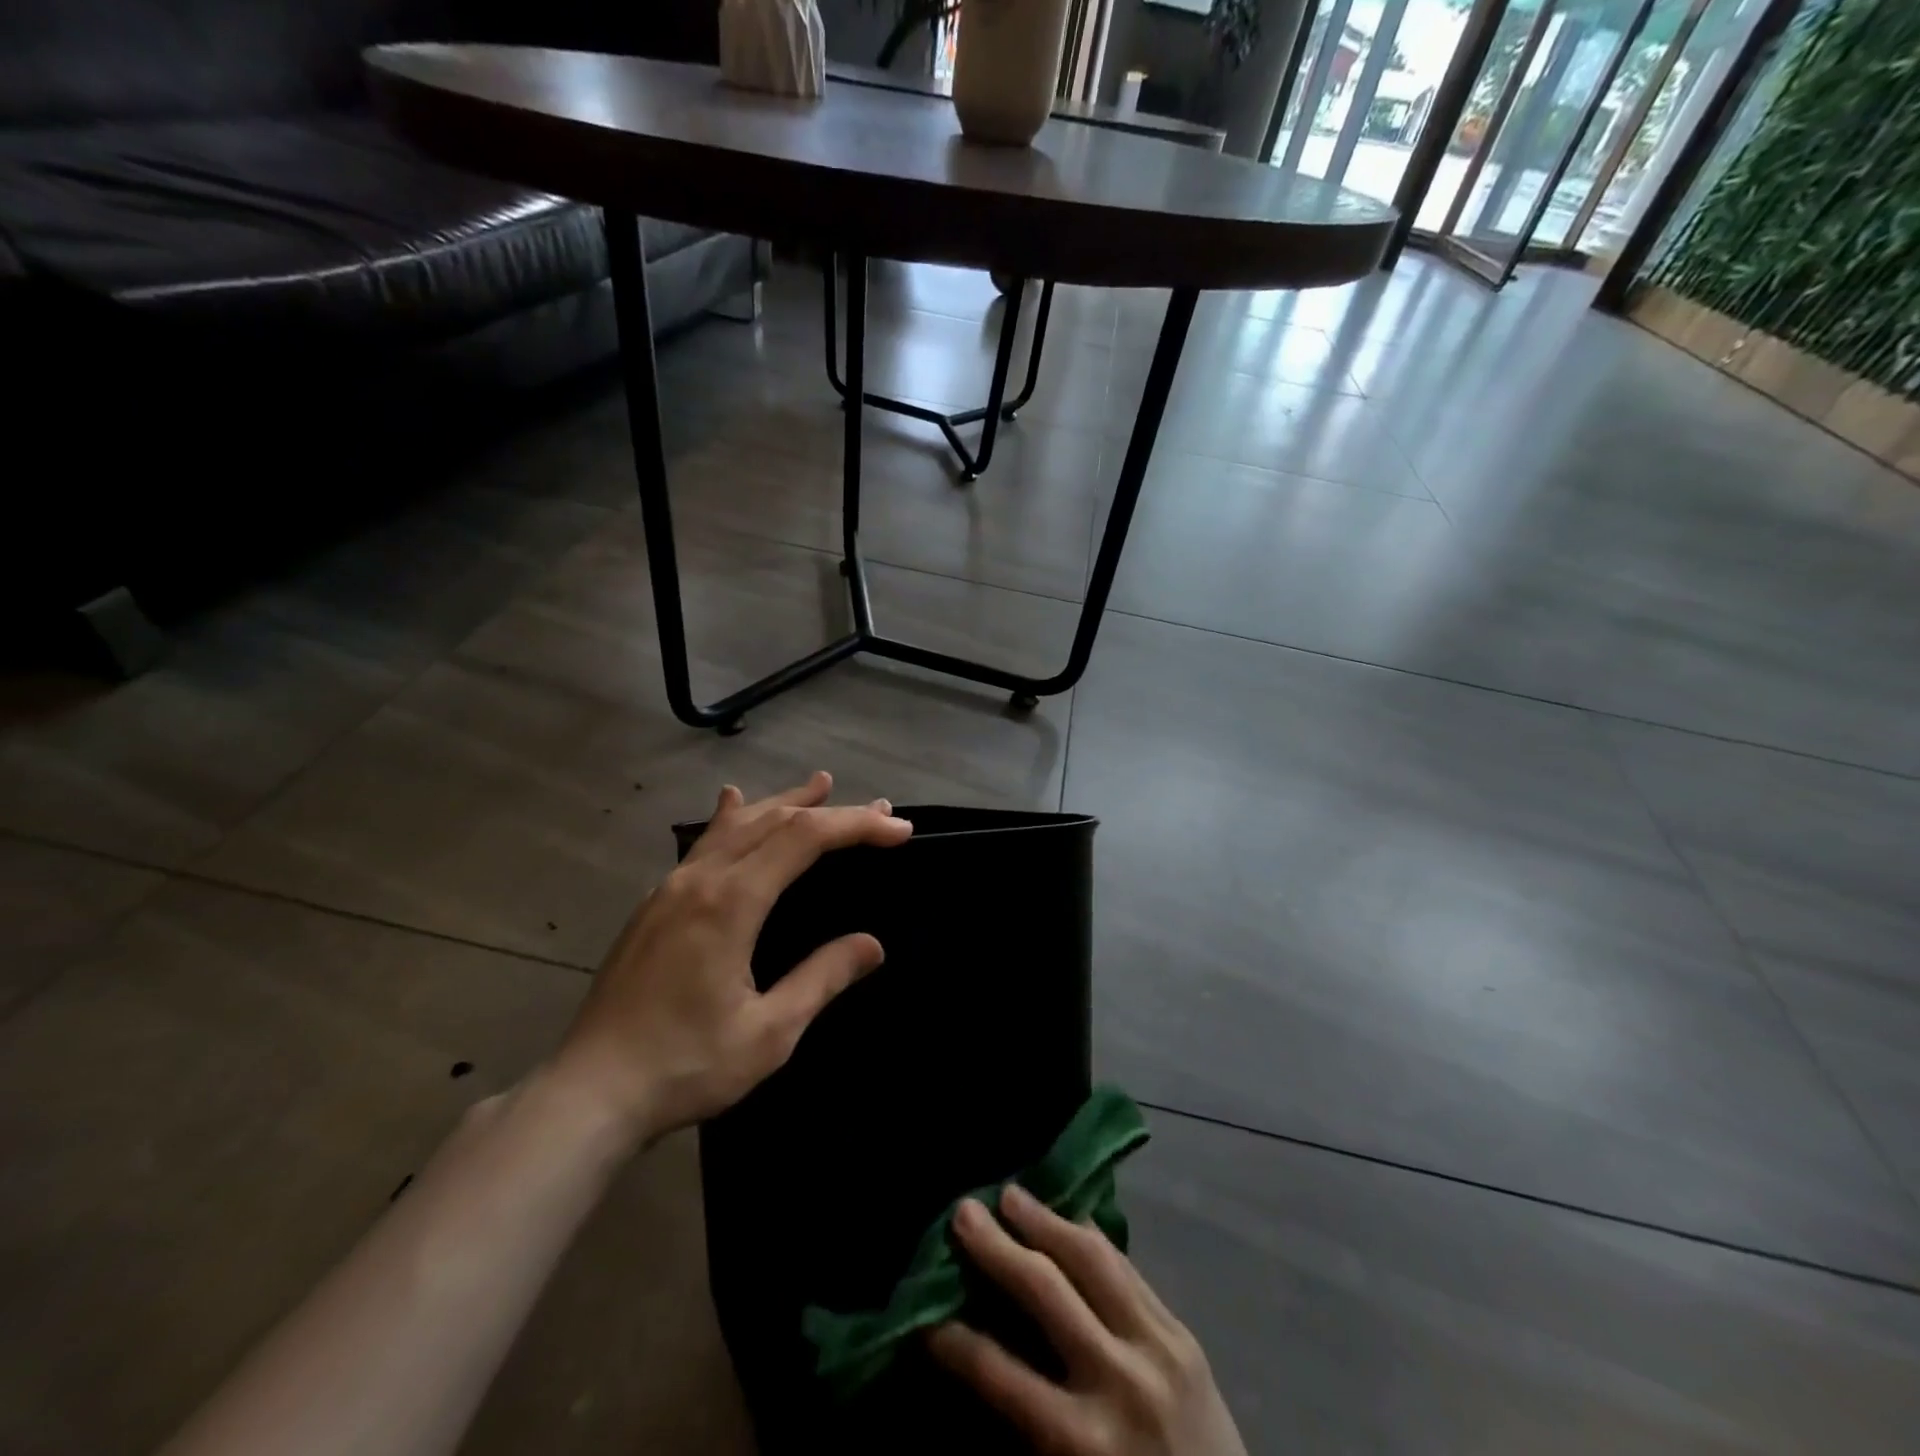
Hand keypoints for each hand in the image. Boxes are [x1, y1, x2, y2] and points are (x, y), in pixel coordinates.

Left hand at [550, 772, 911, 1148]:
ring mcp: (670, 888)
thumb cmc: (685, 1066)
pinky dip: (733, 819)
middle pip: (774, 821)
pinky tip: (732, 804)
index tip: (898, 828)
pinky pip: (703, 843)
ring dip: (783, 802)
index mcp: (730, 902)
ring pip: (736, 825)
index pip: (804, 838)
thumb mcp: (769, 1033)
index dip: (856, 825)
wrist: (588, 1094)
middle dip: (831, 810)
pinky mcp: (653, 905)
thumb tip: (871, 944)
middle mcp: (699, 879)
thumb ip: (822, 979)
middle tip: (878, 807)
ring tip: (819, 785)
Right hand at [928, 1185, 1246, 1455]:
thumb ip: (1029, 1429)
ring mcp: (1156, 1346)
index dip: (956, 1343)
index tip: (923, 1317)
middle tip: (962, 1211)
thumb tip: (982, 1360)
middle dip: (997, 1249)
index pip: (1000, 1376)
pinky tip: (1068, 1216)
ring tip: (1011, 1194)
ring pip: (1091, 1260)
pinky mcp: (1182, 1331)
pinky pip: (1127, 1267)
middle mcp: (1118, 1379)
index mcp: (1082, 1442)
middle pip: (1045, 1292)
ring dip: (1045, 1221)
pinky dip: (1090, 1236)